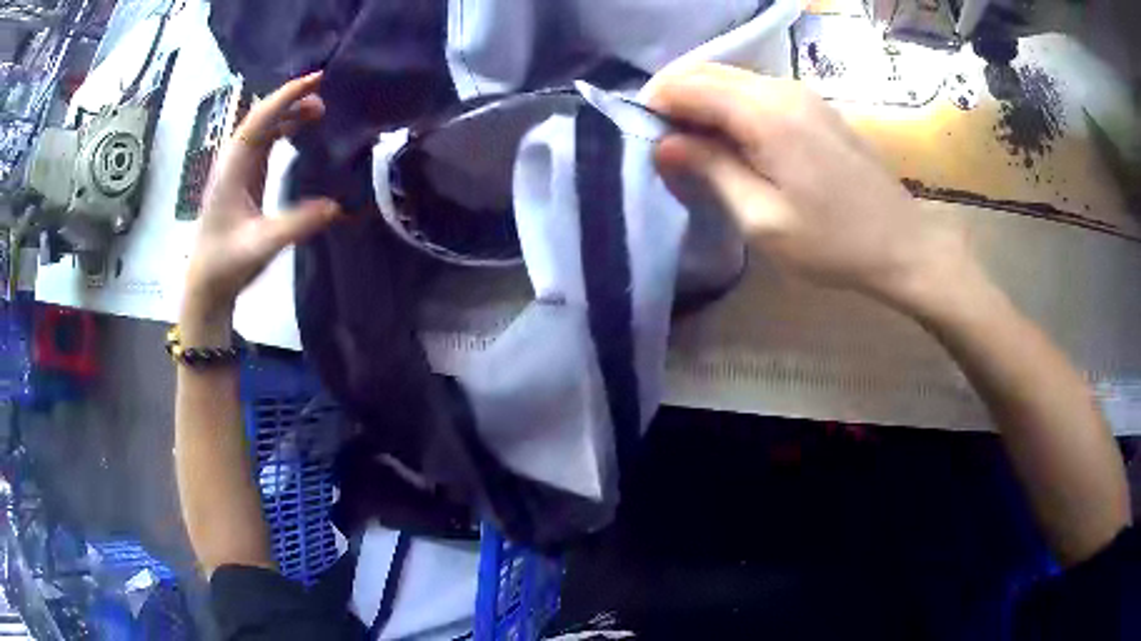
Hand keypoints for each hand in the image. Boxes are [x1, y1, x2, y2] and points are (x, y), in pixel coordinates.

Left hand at [182, 72, 341, 326]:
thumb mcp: (262, 246)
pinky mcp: (243, 179)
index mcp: (232, 170)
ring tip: (320, 111)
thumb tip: (336, 205)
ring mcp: (237, 169)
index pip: (258, 121)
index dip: (286, 97)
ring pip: (263, 128)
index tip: (317, 79)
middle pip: (261, 117)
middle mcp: (233, 162)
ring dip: (289, 114)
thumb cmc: (227, 264)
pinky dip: (284, 130)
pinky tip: (301, 133)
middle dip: (291, 100)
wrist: (206, 284)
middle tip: (326, 95)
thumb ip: (297, 225)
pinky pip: (264, 142)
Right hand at [647, 63, 974, 312]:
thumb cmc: (833, 241)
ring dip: (701, 102)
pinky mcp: (813, 105)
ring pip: (730, 78)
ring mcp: (800, 93)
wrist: (902, 243)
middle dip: (674, 99)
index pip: (687, 83)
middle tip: (664, 145)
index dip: (654, 103)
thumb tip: (663, 142)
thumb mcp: (762, 218)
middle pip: (706, 71)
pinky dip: (729, 107)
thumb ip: (710, 170)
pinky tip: (733, 142)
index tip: (642, 139)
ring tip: (695, 148)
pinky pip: (755, 91)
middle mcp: (780, 88)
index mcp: (765, 113)